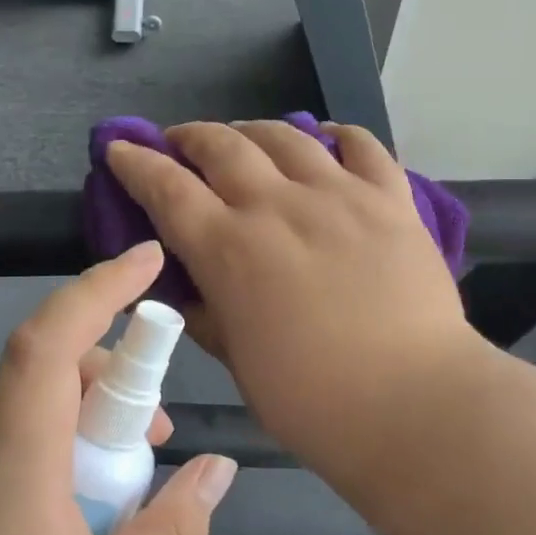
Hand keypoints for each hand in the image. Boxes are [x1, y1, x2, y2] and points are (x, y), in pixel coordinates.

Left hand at [0, 242, 237, 534]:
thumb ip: (170, 534)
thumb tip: (216, 468)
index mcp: (9, 459)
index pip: (50, 339)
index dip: (100, 288)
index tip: (147, 260)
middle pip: (42, 372)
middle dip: (110, 381)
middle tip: (156, 442)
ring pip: (19, 414)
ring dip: (77, 427)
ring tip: (113, 501)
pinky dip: (40, 457)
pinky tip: (55, 533)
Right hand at [106, 121, 483, 461]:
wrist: (415, 404)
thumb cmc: (313, 401)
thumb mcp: (238, 363)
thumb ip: (207, 315)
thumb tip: (189, 288)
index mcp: (229, 250)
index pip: (167, 188)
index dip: (136, 163)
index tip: (120, 148)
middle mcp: (277, 206)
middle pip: (222, 146)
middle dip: (190, 137)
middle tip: (181, 143)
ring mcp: (338, 195)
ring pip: (285, 135)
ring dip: (252, 130)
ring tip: (244, 138)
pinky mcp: (390, 199)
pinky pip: (362, 145)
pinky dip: (337, 134)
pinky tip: (325, 139)